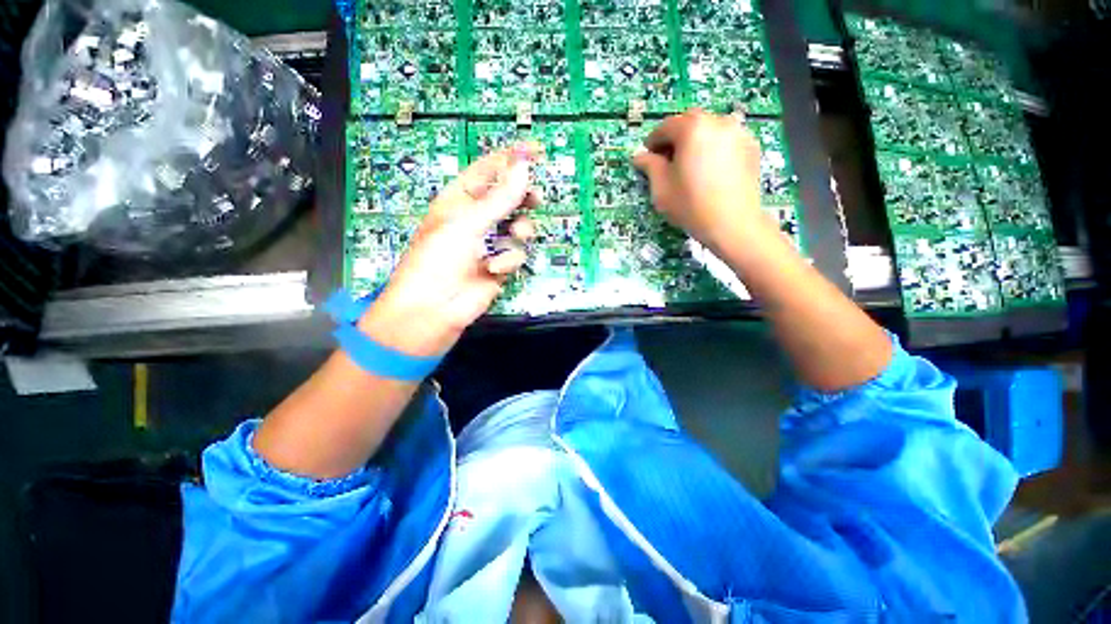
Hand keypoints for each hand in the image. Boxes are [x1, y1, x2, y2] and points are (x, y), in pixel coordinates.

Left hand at [359, 144, 541, 357]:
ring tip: (514, 235)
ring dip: (518, 231)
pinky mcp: (499, 265)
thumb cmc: (439, 259)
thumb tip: (524, 167)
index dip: (511, 159)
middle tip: (535, 197)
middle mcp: (476, 219)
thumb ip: (500, 197)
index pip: (488, 171)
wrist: (435, 309)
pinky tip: (494, 269)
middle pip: (508, 198)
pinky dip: (508, 260)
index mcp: (460, 200)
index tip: (536, 152)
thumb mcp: (467, 223)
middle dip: (522, 198)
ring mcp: (489, 243)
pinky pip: (515, 254)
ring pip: (518, 226)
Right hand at [632, 109, 774, 255]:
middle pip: (690, 122)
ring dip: (695, 140)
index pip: (666, 126)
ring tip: (690, 165)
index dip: (653, 141)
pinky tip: (709, 169)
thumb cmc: (690, 205)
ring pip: (709, 128)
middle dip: (675, 138)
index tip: (648, 157)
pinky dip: (713, 147)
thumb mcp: (661, 188)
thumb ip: (649, 166)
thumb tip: (640, 156)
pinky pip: (725, 139)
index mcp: (692, 128)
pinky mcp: (751, 146)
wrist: (732, 223)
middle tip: (668, 160)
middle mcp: (718, 121)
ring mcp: (738, 132)